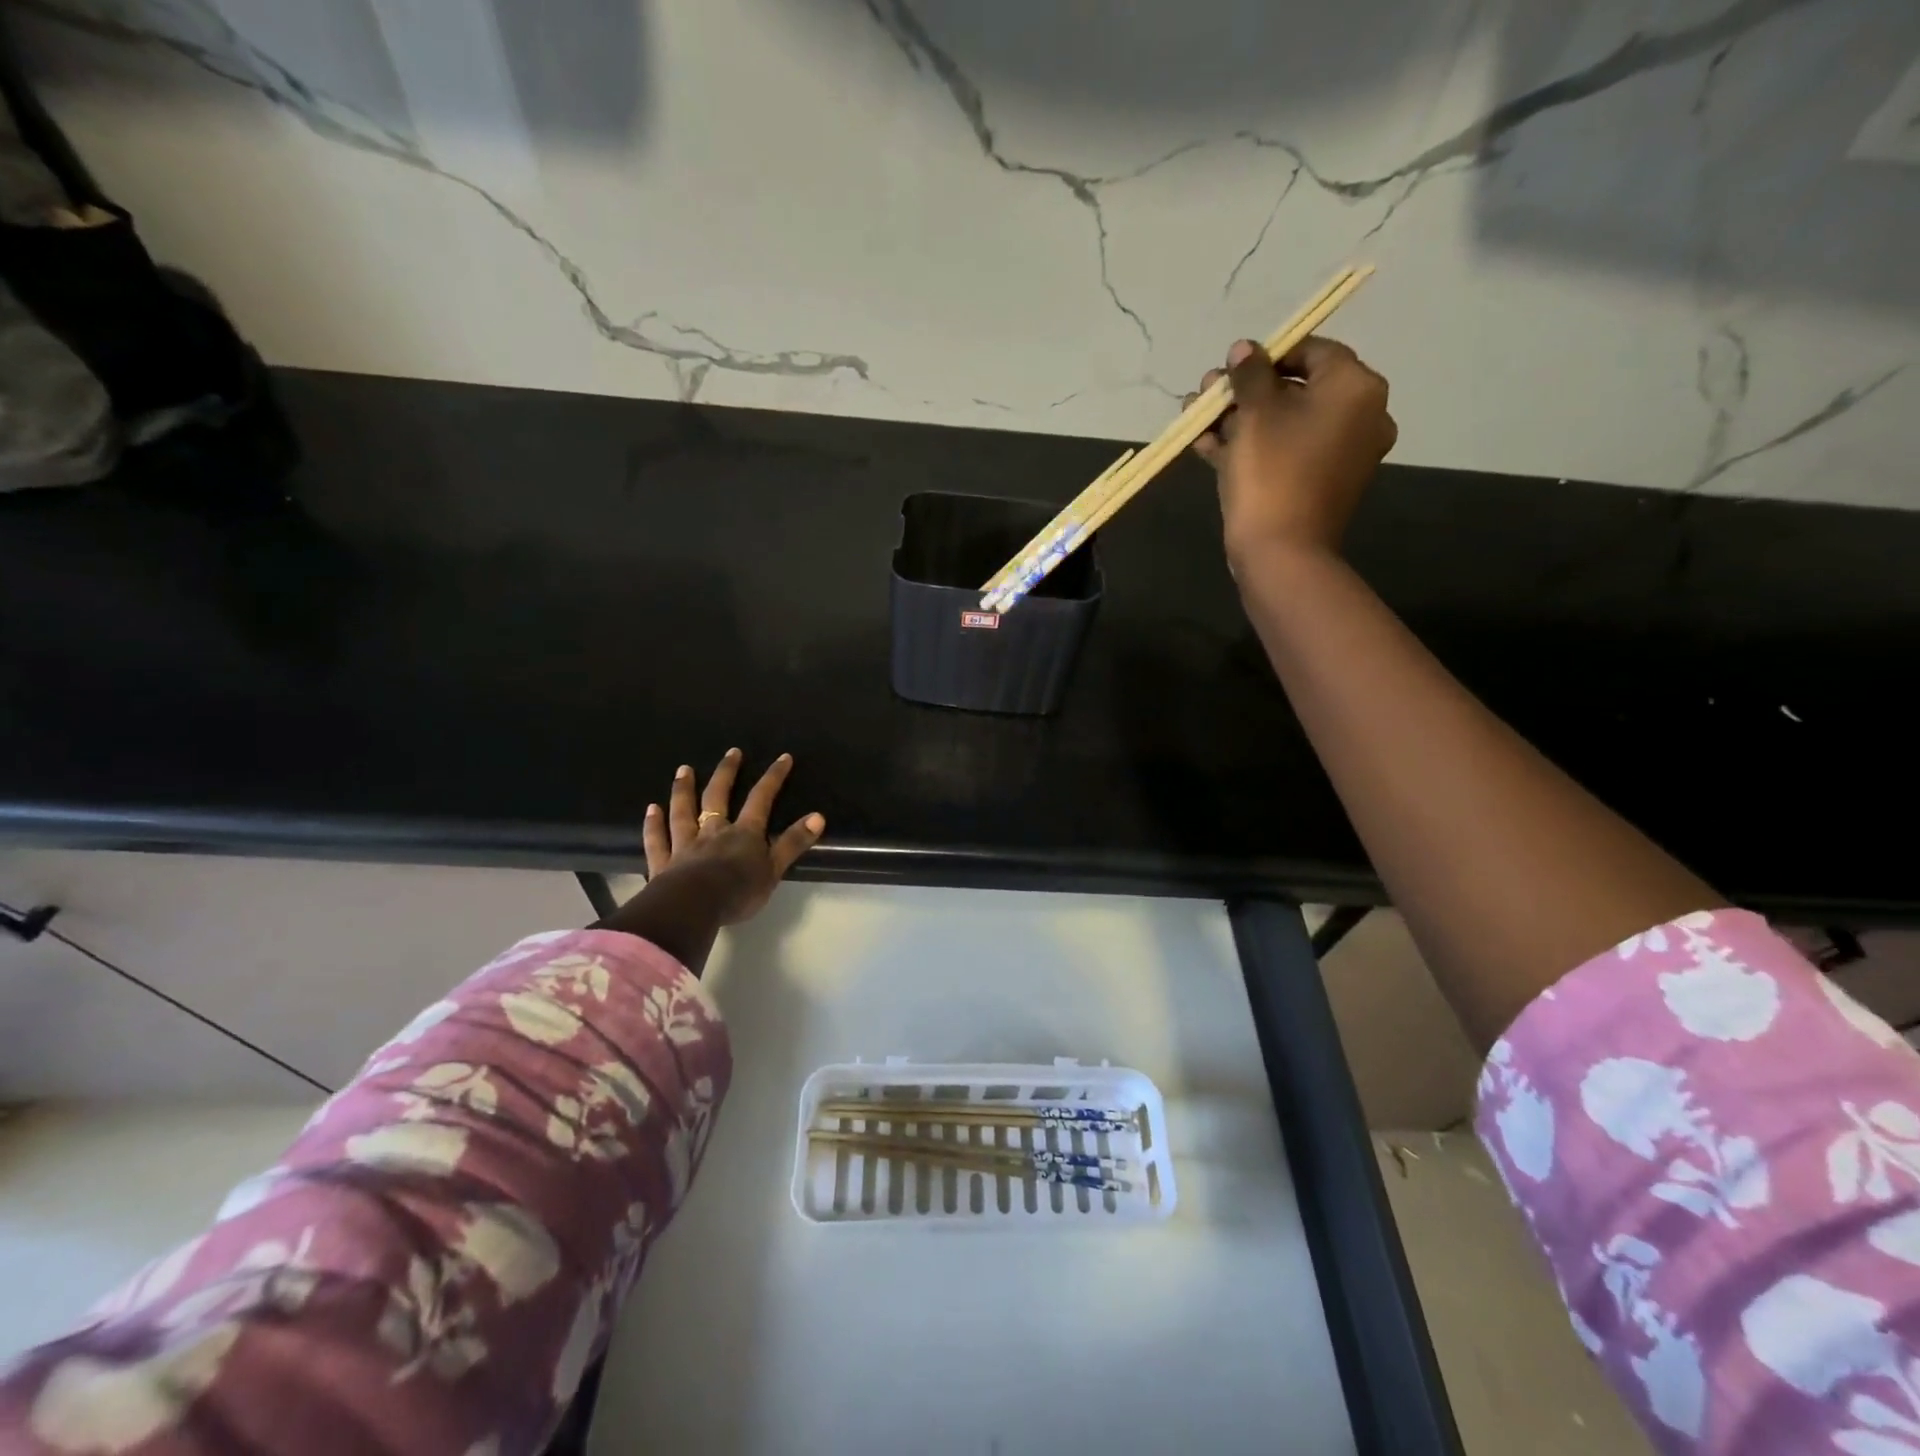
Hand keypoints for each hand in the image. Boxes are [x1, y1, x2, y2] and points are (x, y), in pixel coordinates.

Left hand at [642, 749, 824, 924]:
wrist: (693, 907)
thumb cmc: (738, 891)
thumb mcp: (774, 869)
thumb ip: (793, 842)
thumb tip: (818, 816)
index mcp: (743, 834)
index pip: (761, 799)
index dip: (773, 778)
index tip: (783, 758)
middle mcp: (713, 832)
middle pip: (718, 797)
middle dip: (726, 773)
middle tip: (730, 752)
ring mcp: (685, 846)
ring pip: (683, 812)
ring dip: (684, 790)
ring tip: (684, 770)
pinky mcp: (662, 864)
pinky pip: (657, 840)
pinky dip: (653, 824)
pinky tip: (651, 809)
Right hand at [1188, 335, 1396, 568]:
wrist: (1281, 553)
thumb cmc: (1272, 473)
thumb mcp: (1254, 414)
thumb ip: (1249, 375)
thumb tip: (1243, 348)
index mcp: (1356, 388)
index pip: (1312, 352)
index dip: (1266, 356)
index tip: (1230, 370)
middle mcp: (1359, 416)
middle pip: (1295, 389)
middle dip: (1245, 391)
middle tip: (1206, 393)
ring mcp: (1340, 454)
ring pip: (1284, 424)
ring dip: (1239, 419)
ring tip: (1196, 419)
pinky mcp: (1317, 483)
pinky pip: (1284, 452)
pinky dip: (1250, 447)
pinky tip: (1206, 445)